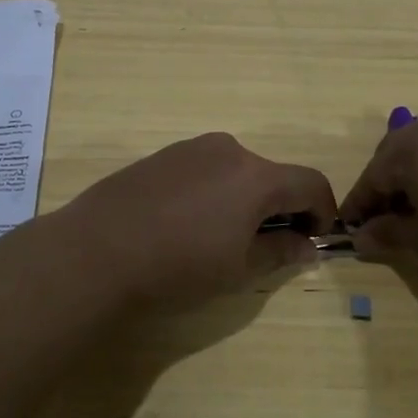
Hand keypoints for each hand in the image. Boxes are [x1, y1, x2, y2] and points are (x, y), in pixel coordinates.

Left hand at [62, 133, 337, 312]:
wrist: (95, 252)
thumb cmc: (177, 267)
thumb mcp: (238, 269)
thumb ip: (280, 251)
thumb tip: (307, 245)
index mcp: (256, 176)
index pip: (311, 182)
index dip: (323, 212)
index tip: (313, 240)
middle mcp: (228, 150)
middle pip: (272, 174)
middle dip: (281, 208)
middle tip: (267, 246)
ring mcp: (190, 148)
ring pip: (237, 171)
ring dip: (245, 199)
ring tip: (221, 238)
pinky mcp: (161, 155)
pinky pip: (204, 169)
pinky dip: (214, 192)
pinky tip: (186, 224)